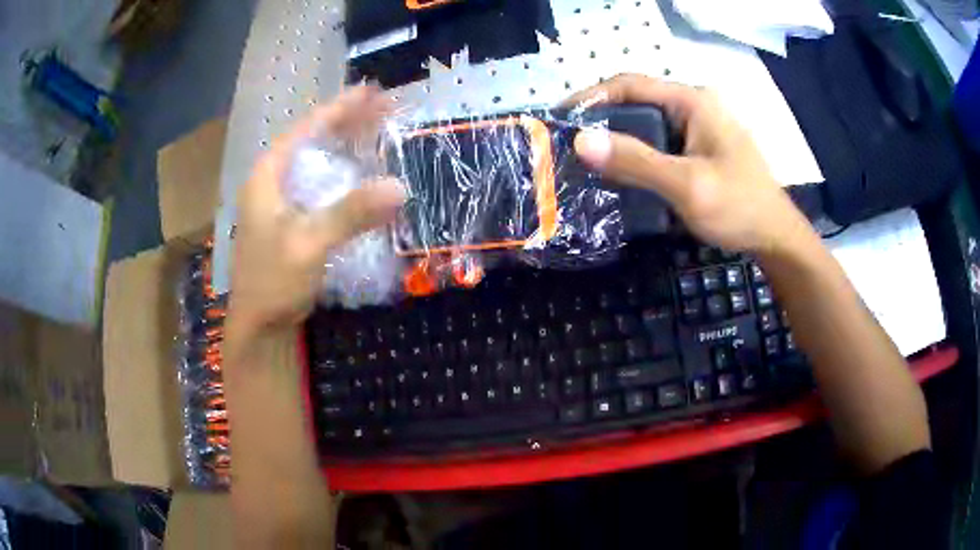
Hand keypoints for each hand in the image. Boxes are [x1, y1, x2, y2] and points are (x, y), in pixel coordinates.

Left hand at [228, 86, 404, 339]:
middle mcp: (272, 181)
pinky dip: (342, 172)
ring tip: (376, 129)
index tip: (371, 91)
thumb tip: (400, 187)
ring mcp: (280, 200)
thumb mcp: (310, 244)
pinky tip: (360, 171)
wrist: (260, 324)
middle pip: (312, 140)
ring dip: (346, 144)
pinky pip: (320, 183)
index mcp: (268, 176)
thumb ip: (350, 213)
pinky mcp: (290, 219)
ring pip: (316, 160)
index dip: (339, 108)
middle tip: (383, 106)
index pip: (307, 129)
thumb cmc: (273, 281)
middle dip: (347, 122)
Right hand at [568, 73, 813, 253]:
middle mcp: (693, 106)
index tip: (559, 118)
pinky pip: (658, 143)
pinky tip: (618, 171)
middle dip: (600, 118)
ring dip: (616, 138)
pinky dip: (634, 153)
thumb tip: (580, 141)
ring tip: (584, 158)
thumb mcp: (687, 185)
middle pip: (636, 101)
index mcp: (692, 101)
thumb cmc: (738, 207)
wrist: (775, 239)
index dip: (590, 96)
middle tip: (567, 142)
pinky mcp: (698, 149)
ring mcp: (697, 128)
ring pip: (645, 123)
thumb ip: (637, 161)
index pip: (630, 83)